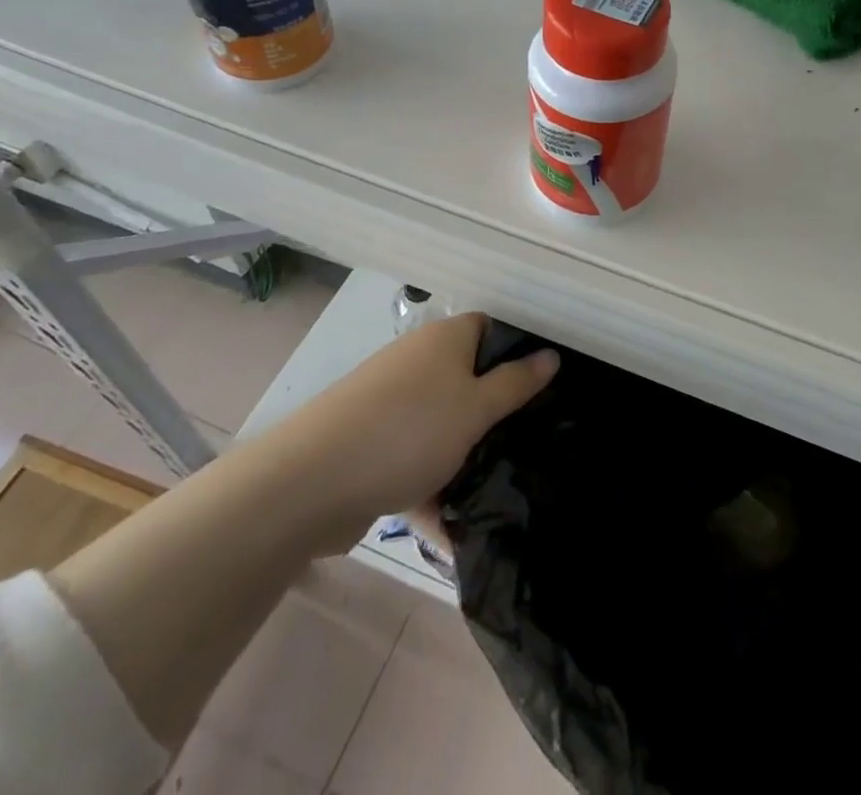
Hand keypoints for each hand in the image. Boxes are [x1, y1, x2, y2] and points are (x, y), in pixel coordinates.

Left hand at [287, 313, 557, 535]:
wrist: (309, 483)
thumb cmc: (409, 430)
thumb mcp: (476, 408)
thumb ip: (516, 383)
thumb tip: (551, 354)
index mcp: (444, 340)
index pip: (491, 329)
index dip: (518, 352)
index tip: (545, 389)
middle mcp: (417, 363)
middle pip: (468, 379)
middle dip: (496, 413)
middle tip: (530, 441)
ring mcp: (391, 405)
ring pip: (443, 424)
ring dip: (465, 456)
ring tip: (501, 489)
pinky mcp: (372, 446)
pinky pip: (415, 460)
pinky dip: (433, 489)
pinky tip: (457, 531)